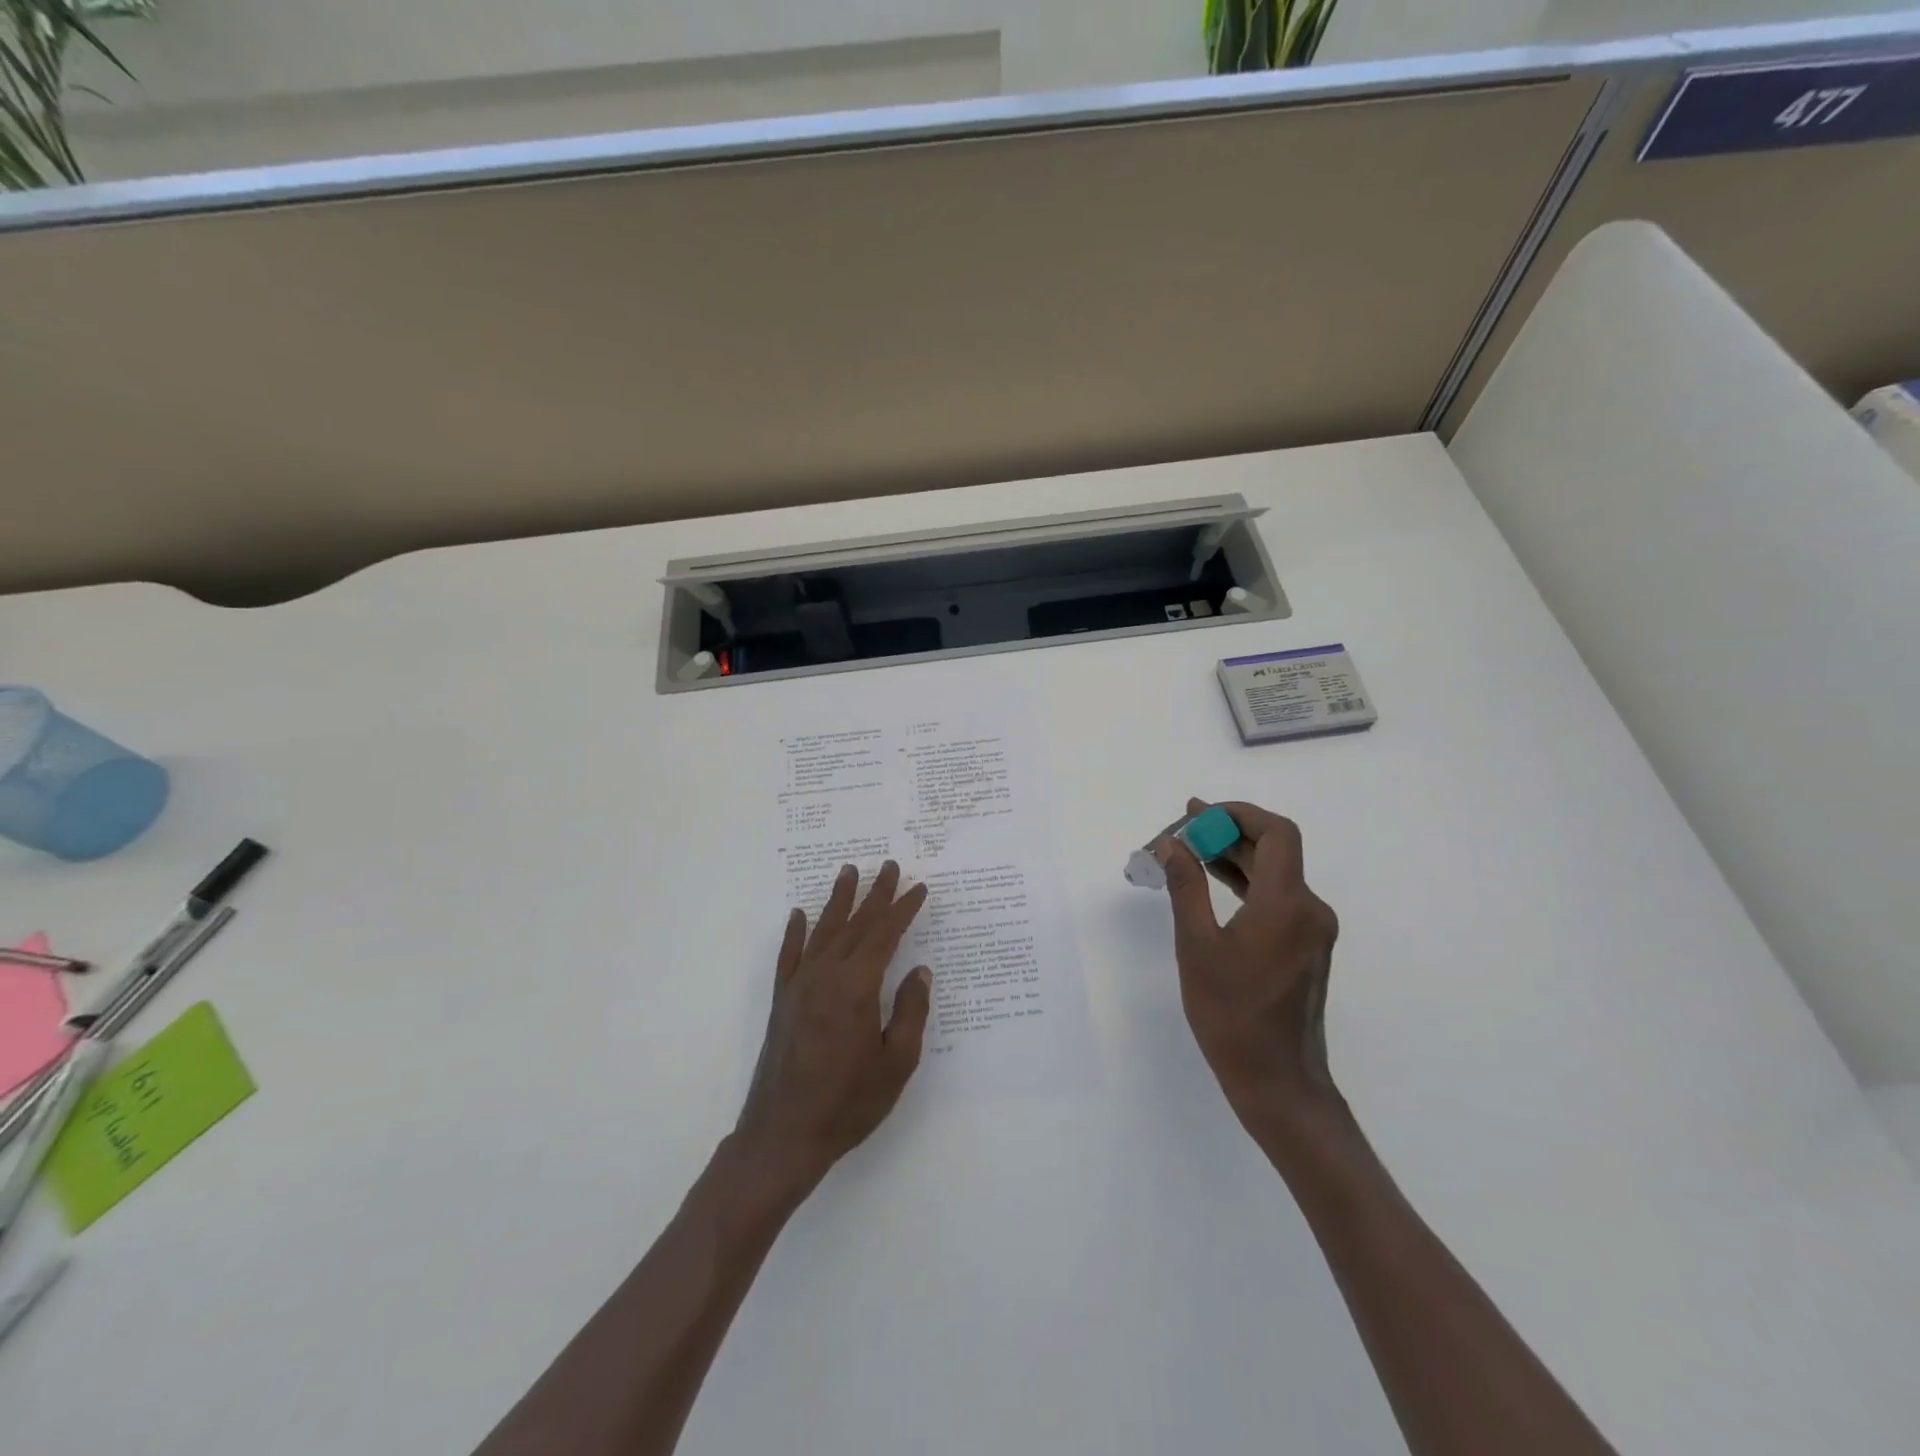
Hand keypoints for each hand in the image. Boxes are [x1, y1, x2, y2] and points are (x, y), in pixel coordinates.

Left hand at [733, 862, 932, 1206]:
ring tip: (848, 871)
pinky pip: (789, 955)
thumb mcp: (896, 1062)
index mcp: (857, 987)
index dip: (903, 909)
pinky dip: (795, 932)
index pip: (885, 935)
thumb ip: (910, 1012)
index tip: (919, 888)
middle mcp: (825, 975)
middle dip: (875, 894)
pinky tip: (798, 915)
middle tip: (889, 866)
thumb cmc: (848, 1103)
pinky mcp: (782, 1001)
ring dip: (838, 900)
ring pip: (822, 930)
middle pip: (855, 924)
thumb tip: (920, 972)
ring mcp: (799, 985)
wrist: (783, 1135)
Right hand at [1157, 798, 1339, 1116]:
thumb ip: (1186, 887)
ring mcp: (1310, 929)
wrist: (1277, 1081)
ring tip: (1186, 851)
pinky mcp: (1304, 947)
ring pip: (1274, 873)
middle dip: (1226, 833)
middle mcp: (1308, 909)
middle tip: (1179, 833)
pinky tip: (1210, 882)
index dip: (1239, 814)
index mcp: (1287, 904)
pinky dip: (1244, 883)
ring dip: (1233, 857)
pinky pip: (1275, 898)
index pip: (1277, 833)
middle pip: (1274, 850)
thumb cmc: (1231, 1014)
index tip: (1197, 814)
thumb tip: (1171, 844)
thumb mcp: (1197, 946)